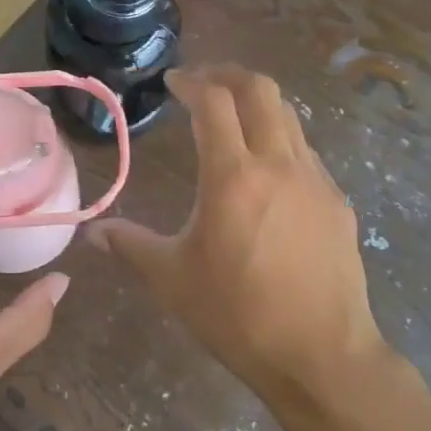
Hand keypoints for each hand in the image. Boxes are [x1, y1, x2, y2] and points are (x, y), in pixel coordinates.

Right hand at [87, 66, 385, 407]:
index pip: (213, 101)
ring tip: (232, 120)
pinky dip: (280, 141)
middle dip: (228, 74)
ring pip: (289, 116)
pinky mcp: (337, 202)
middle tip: (202, 82)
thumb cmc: (237, 315)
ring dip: (257, 105)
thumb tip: (92, 233)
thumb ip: (130, 244)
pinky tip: (266, 174)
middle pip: (261, 89)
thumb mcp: (172, 279)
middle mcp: (279, 164)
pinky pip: (306, 153)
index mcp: (233, 175)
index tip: (172, 82)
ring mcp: (315, 180)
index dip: (191, 82)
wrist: (322, 356)